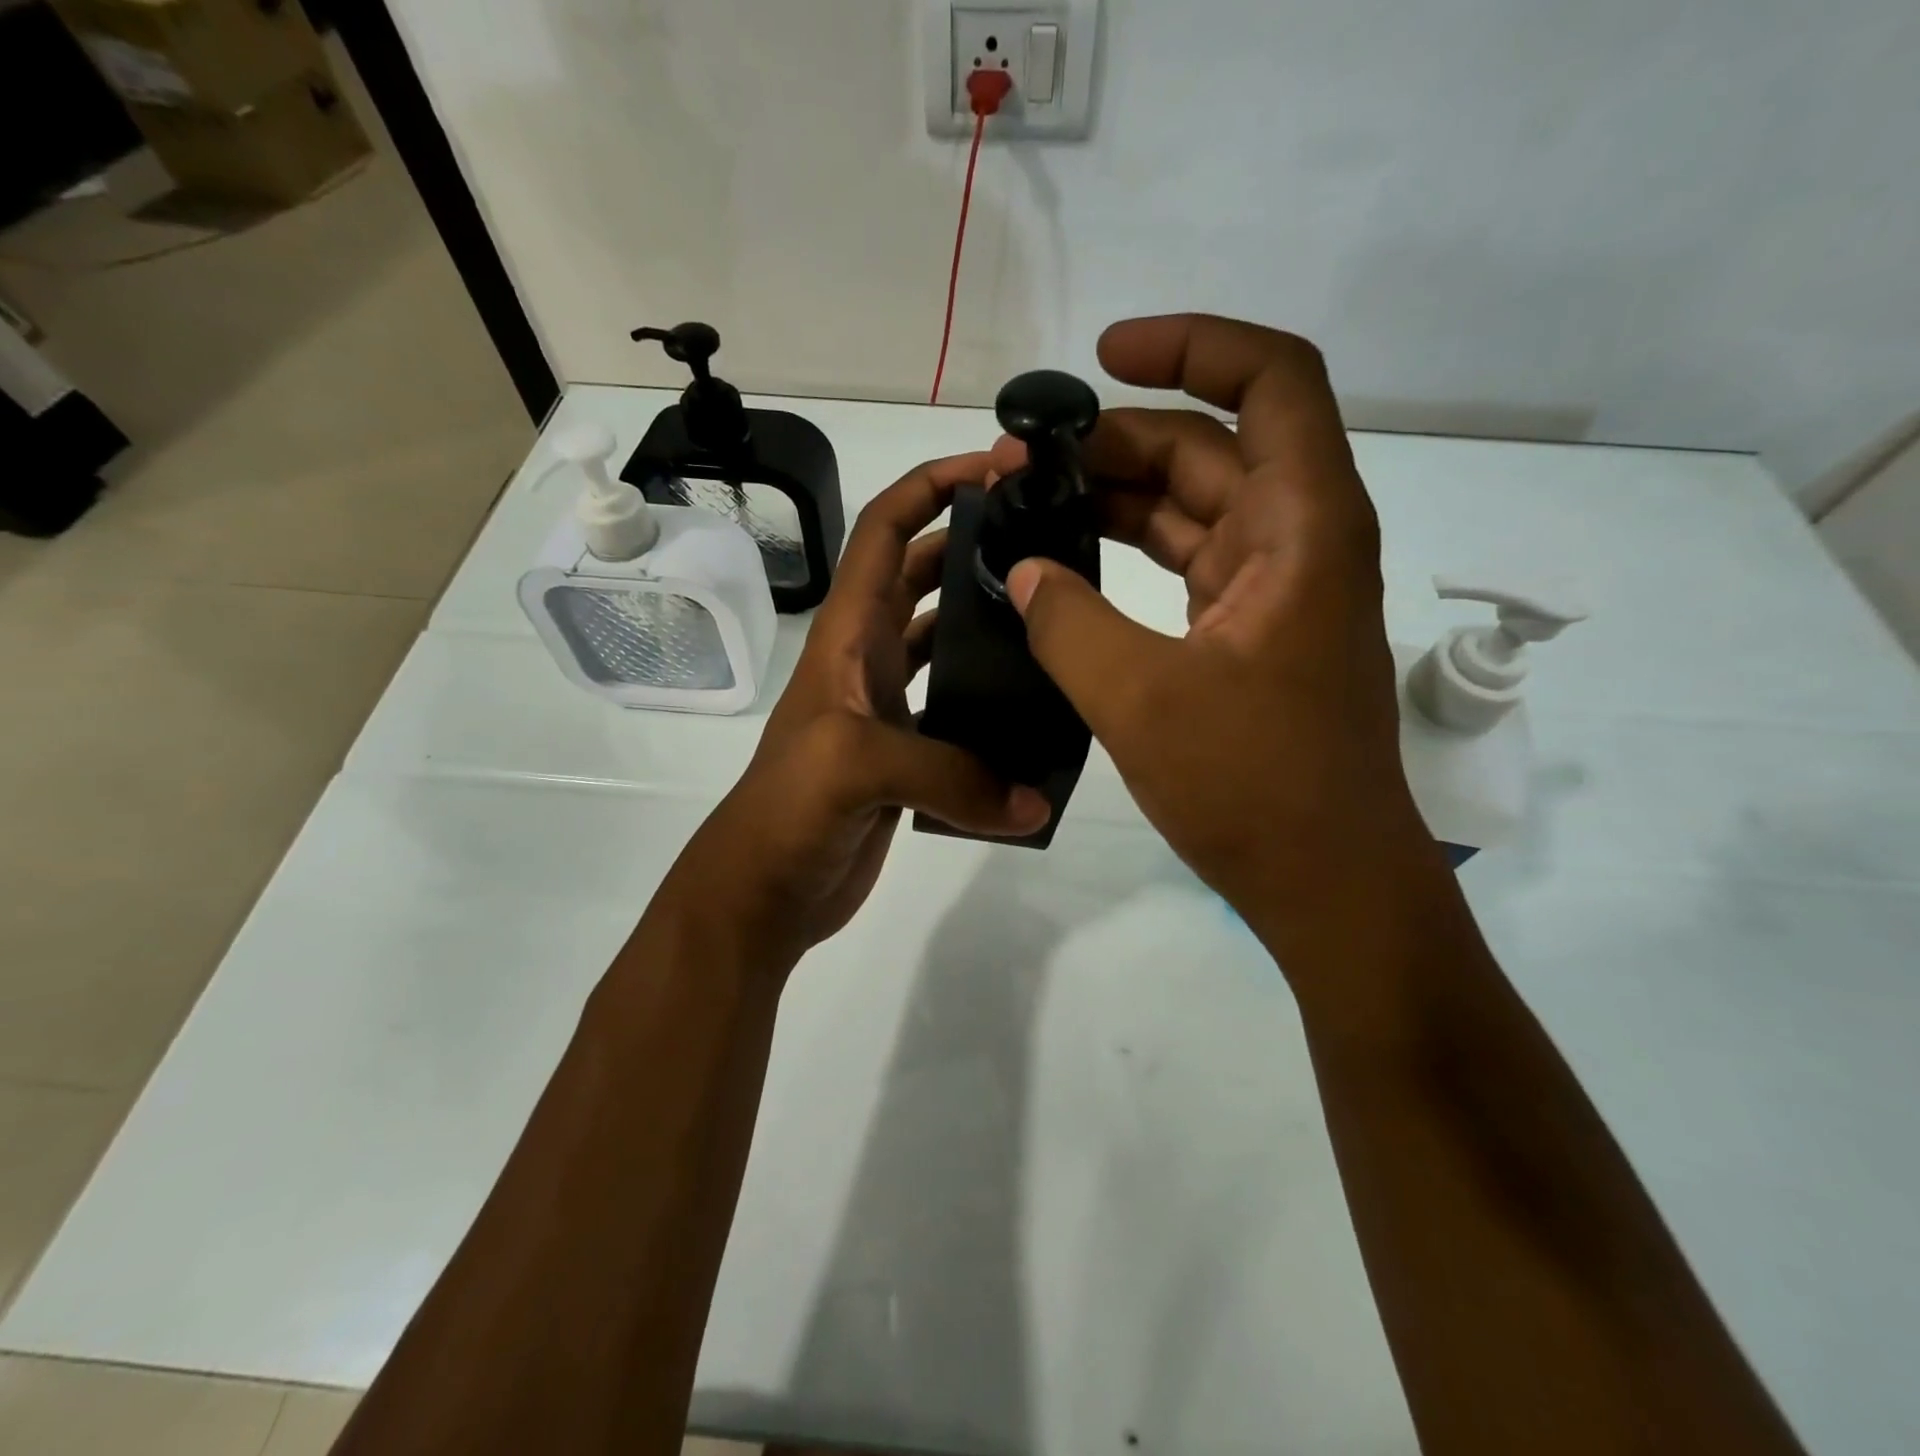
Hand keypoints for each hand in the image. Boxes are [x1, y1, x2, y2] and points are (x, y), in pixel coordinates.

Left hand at [664, 453, 1051, 975]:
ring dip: (988, 621)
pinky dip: (994, 704)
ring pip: (946, 642)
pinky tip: (1039, 710)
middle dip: (976, 543)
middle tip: (1049, 537)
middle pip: (924, 576)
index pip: (885, 530)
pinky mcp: (909, 755)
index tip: (998, 467)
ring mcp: (890, 708)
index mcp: (847, 634)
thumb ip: (952, 775)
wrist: (764, 892)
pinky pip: (961, 710)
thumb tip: (1036, 801)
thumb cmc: (787, 811)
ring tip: (1055, 614)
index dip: (933, 485)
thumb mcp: (857, 767)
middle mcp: (868, 658)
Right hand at [990, 315, 1439, 964]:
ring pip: (1194, 508)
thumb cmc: (1253, 787)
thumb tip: (1021, 572)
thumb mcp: (1141, 700)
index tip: (1106, 356)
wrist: (1324, 880)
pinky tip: (1068, 565)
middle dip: (1116, 440)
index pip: (1272, 381)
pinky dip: (1130, 553)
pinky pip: (1186, 564)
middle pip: (1210, 448)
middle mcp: (1298, 541)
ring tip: (1030, 505)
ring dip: (1117, 497)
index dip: (1193, 346)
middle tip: (1023, 463)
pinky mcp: (1249, 634)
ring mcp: (1274, 589)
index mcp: (1302, 528)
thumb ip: (1068, 623)